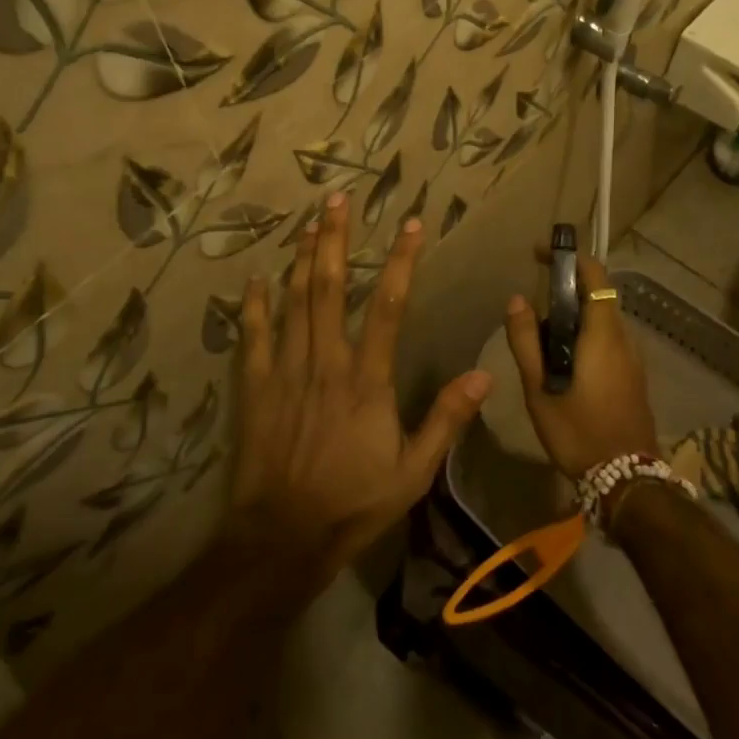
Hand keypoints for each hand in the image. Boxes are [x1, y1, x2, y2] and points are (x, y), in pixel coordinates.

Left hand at [230, 192, 492, 584]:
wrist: (281, 538)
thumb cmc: (353, 503)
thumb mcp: (414, 472)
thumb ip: (446, 420)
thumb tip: (484, 375)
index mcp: (367, 380)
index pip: (387, 306)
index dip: (401, 261)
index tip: (411, 225)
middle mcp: (326, 362)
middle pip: (328, 287)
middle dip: (333, 239)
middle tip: (336, 199)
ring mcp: (285, 372)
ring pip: (292, 302)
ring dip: (300, 258)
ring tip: (307, 221)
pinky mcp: (255, 388)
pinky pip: (253, 337)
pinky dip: (254, 305)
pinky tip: (256, 279)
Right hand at [503, 248, 656, 477]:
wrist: (627, 480)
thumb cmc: (578, 432)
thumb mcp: (540, 389)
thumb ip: (526, 341)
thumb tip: (518, 300)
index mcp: (603, 334)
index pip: (594, 275)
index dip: (569, 257)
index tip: (539, 254)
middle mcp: (624, 338)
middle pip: (598, 295)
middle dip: (566, 287)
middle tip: (531, 302)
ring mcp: (633, 358)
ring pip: (603, 318)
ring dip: (574, 314)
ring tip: (540, 334)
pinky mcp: (634, 375)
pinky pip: (608, 339)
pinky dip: (585, 334)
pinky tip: (563, 361)